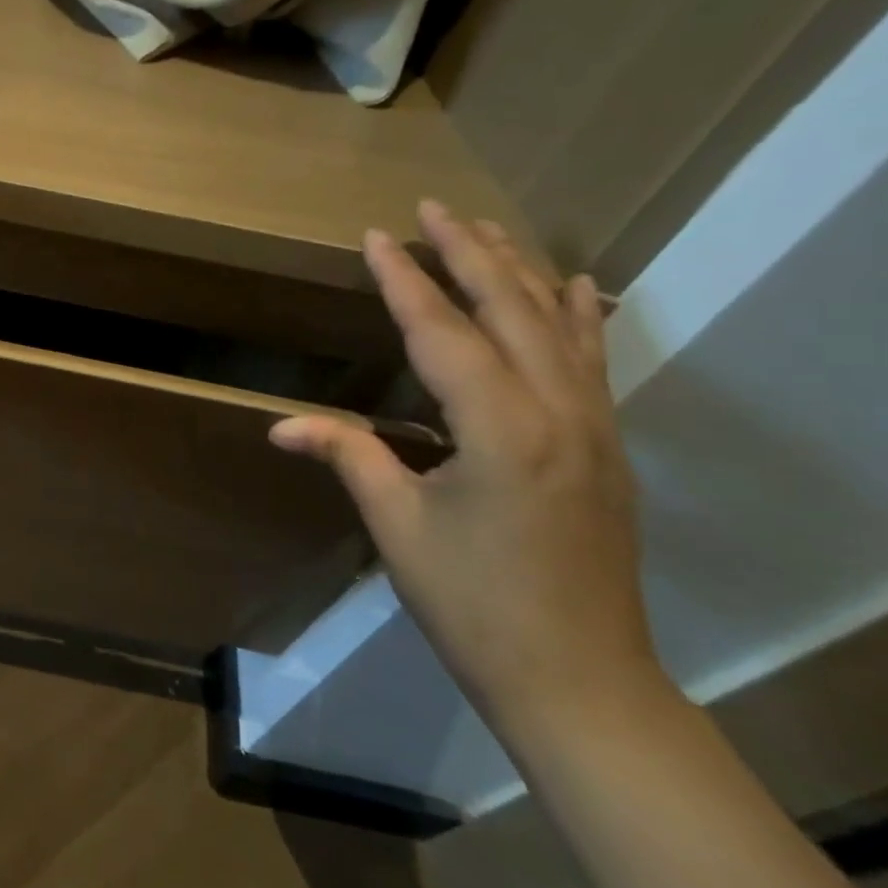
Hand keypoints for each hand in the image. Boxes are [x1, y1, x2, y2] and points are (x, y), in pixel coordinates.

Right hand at [270, 201, 653, 737]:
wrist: (577, 678)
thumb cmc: (472, 600)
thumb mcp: (398, 524)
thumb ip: (348, 455)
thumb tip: (280, 424)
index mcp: (501, 428)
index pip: (443, 332)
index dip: (406, 281)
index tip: (377, 236)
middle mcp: (558, 412)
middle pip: (511, 310)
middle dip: (469, 253)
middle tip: (433, 209)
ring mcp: (594, 428)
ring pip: (559, 326)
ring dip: (520, 272)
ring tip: (487, 230)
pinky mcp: (607, 447)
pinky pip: (592, 361)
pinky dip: (579, 316)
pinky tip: (577, 288)